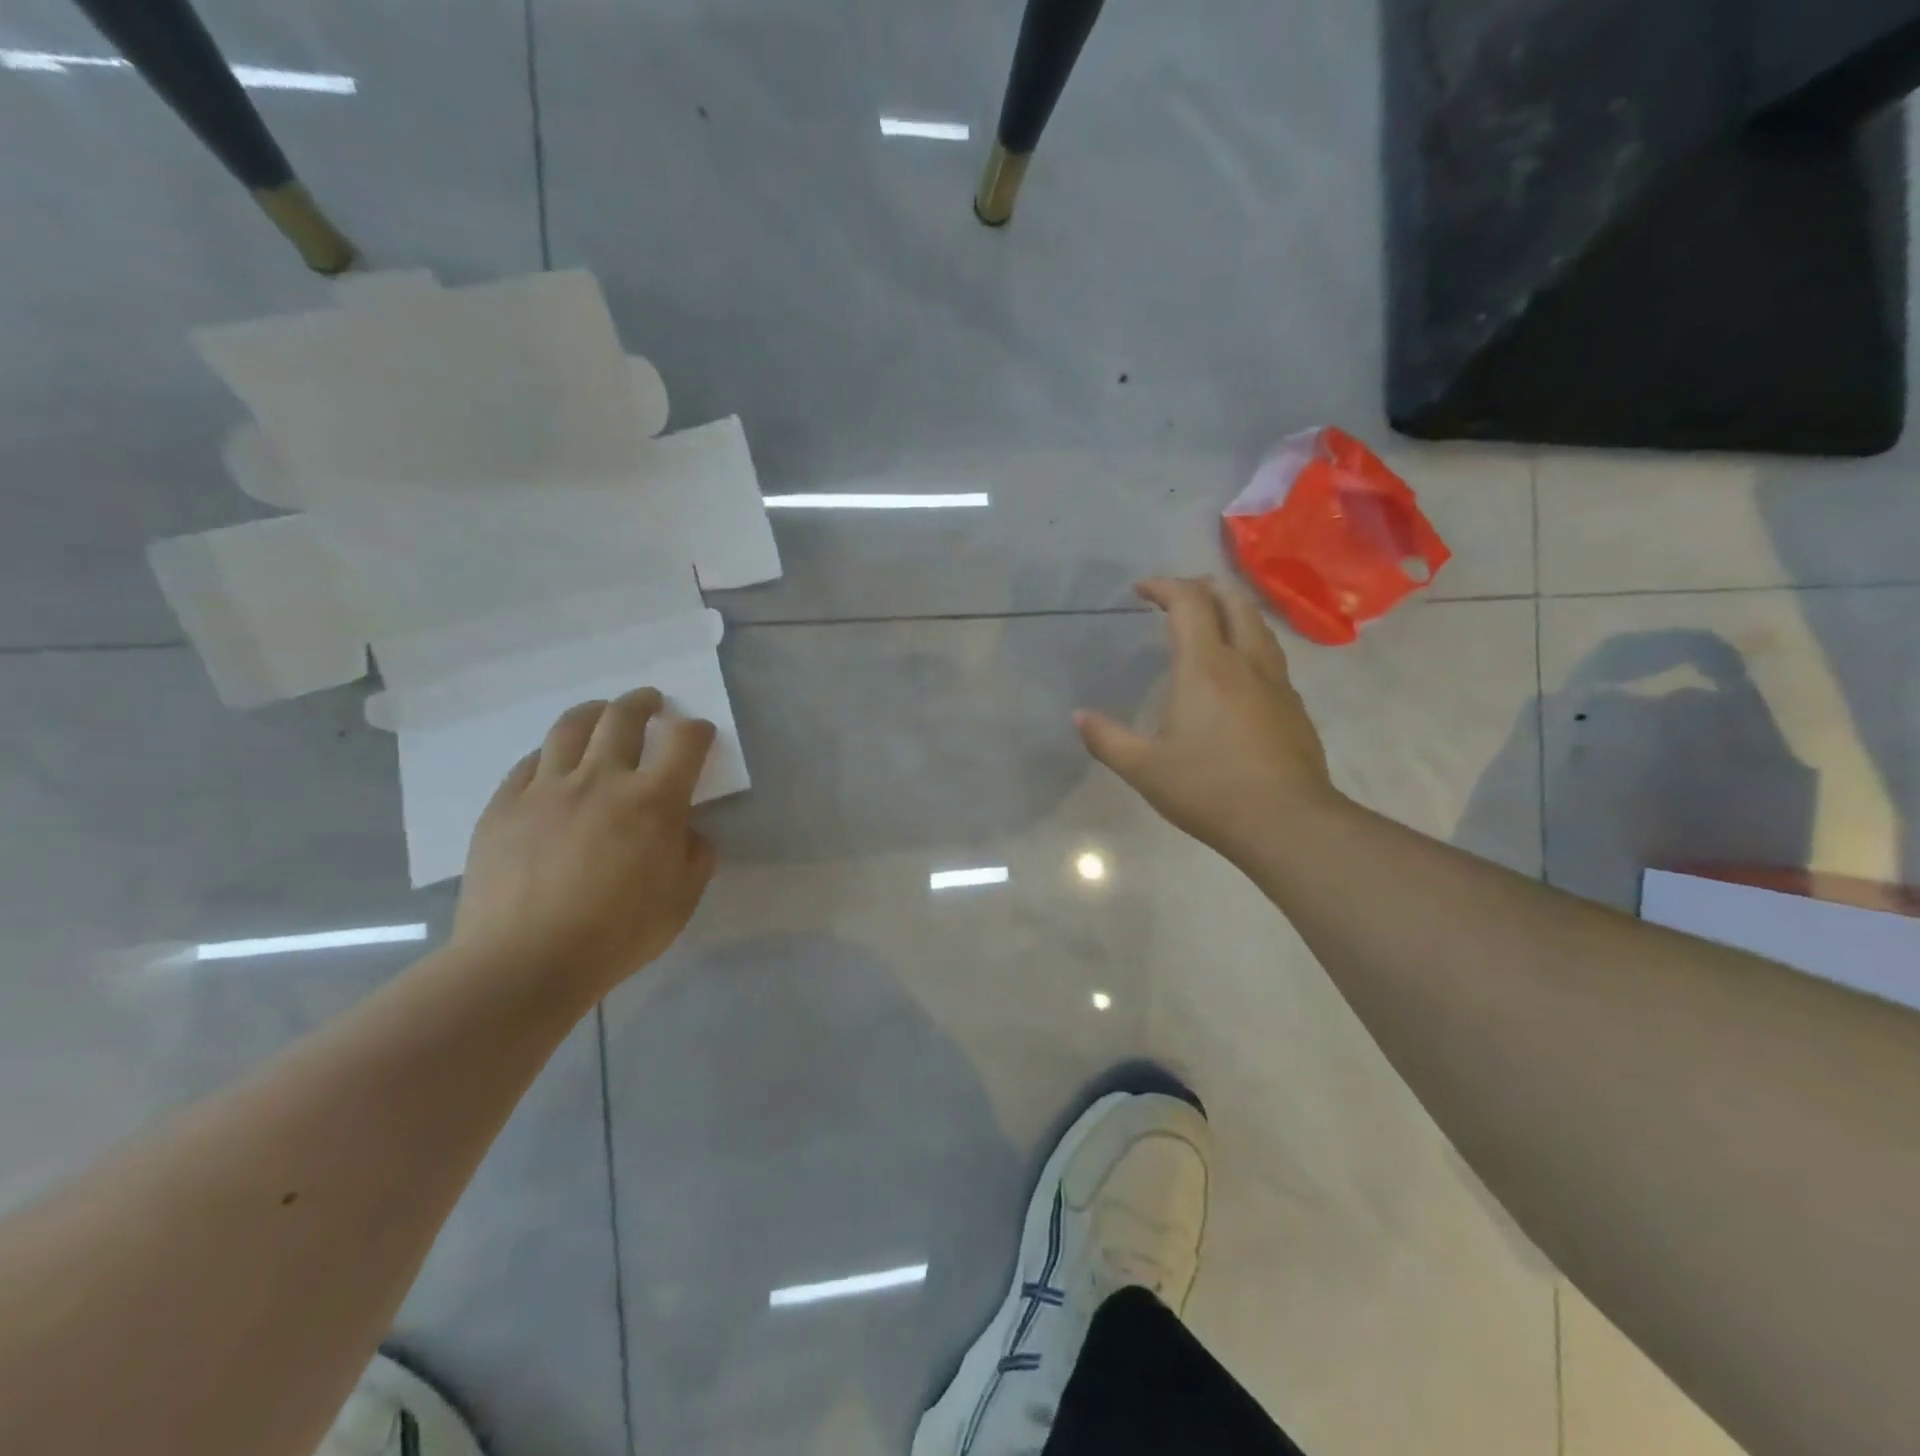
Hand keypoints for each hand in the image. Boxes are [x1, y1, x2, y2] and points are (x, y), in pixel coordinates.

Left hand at [452, 688, 717, 1003]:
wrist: (524, 962)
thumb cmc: (617, 934)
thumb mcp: (682, 900)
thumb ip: (696, 855)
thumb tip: (688, 831)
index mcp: (653, 801)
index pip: (685, 741)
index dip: (697, 730)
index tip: (699, 735)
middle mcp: (602, 779)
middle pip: (623, 716)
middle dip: (643, 703)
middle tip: (650, 703)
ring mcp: (547, 788)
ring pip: (572, 727)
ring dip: (595, 712)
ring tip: (602, 714)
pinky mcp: (505, 804)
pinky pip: (531, 762)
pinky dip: (552, 754)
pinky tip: (556, 765)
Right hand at [1075, 577, 1344, 860]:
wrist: (1286, 822)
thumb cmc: (1208, 789)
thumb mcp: (1144, 769)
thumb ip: (1107, 739)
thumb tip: (1078, 717)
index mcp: (1206, 667)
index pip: (1189, 603)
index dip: (1164, 586)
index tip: (1142, 590)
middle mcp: (1245, 662)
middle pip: (1233, 601)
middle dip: (1203, 587)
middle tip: (1178, 596)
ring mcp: (1277, 683)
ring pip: (1259, 625)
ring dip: (1232, 610)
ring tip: (1210, 622)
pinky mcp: (1294, 707)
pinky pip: (1271, 657)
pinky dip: (1249, 644)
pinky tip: (1238, 673)